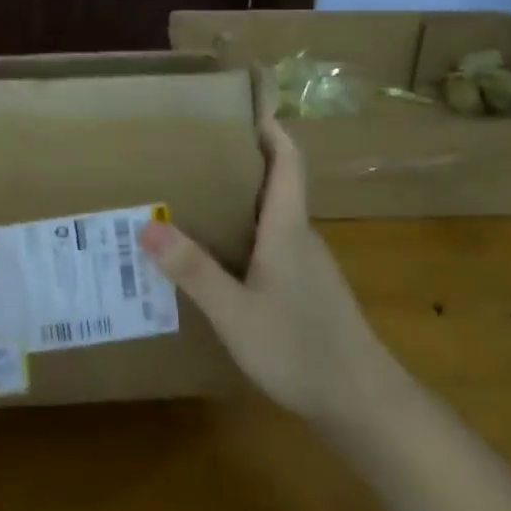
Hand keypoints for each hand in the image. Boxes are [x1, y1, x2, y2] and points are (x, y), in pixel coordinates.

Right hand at [138, 117, 388, 421]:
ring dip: (240, 201)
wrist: (363, 404)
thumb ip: (193, 270)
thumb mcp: (235, 312)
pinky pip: (273, 245)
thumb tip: (147, 226)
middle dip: (241, 162)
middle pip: (277, 184)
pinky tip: (218, 257)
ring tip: (193, 200)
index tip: (243, 107)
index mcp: (288, 229)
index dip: (270, 129)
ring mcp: (308, 265)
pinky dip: (245, 235)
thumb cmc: (300, 348)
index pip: (288, 162)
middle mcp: (301, 237)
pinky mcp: (307, 290)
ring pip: (273, 218)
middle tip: (192, 153)